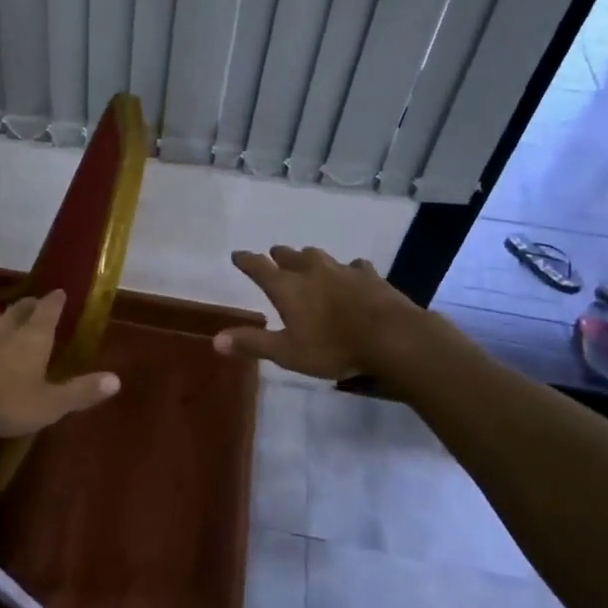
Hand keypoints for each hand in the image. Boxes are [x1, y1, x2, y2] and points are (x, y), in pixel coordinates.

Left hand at [0, 290, 120, 440]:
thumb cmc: (5, 404)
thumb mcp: (50, 404)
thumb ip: (81, 391)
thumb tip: (117, 379)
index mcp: (32, 337)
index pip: (48, 309)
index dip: (56, 301)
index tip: (60, 293)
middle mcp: (3, 327)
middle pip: (19, 309)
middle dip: (29, 306)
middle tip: (35, 306)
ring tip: (3, 324)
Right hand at [213, 246, 425, 379]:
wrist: (391, 337)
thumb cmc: (333, 347)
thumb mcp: (287, 353)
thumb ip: (252, 344)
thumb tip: (215, 339)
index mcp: (287, 287)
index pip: (258, 267)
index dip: (246, 260)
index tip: (237, 255)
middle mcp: (311, 271)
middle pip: (289, 255)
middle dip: (278, 256)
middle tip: (274, 257)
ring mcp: (342, 270)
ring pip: (319, 256)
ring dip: (309, 258)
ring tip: (307, 262)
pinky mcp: (370, 276)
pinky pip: (353, 266)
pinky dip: (347, 269)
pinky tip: (352, 273)